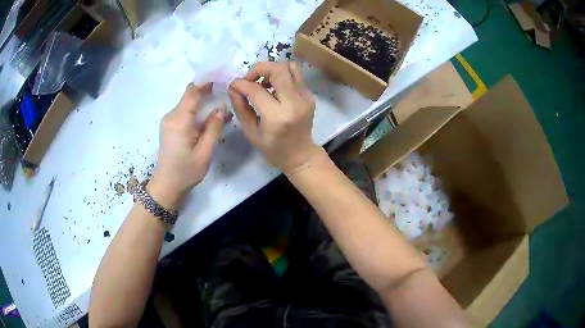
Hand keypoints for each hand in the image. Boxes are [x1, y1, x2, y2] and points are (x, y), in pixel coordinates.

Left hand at [149, 83, 230, 209]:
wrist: (166, 185)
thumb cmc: (186, 170)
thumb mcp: (205, 151)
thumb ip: (214, 127)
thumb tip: (222, 108)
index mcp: (180, 119)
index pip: (192, 92)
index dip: (206, 82)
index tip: (221, 78)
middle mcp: (171, 116)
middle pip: (189, 96)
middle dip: (206, 91)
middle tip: (225, 91)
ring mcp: (168, 121)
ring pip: (187, 104)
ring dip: (202, 102)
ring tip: (220, 107)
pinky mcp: (169, 127)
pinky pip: (183, 112)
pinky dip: (196, 111)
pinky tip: (208, 117)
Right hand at [228, 62, 324, 173]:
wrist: (300, 154)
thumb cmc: (273, 148)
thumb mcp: (251, 132)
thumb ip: (241, 108)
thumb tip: (233, 88)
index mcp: (277, 117)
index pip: (257, 90)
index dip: (242, 84)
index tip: (234, 85)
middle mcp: (294, 103)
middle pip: (278, 69)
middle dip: (260, 68)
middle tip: (250, 79)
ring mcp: (305, 97)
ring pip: (290, 67)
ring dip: (273, 69)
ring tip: (263, 82)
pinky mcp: (310, 95)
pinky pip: (295, 75)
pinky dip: (281, 76)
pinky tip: (274, 89)